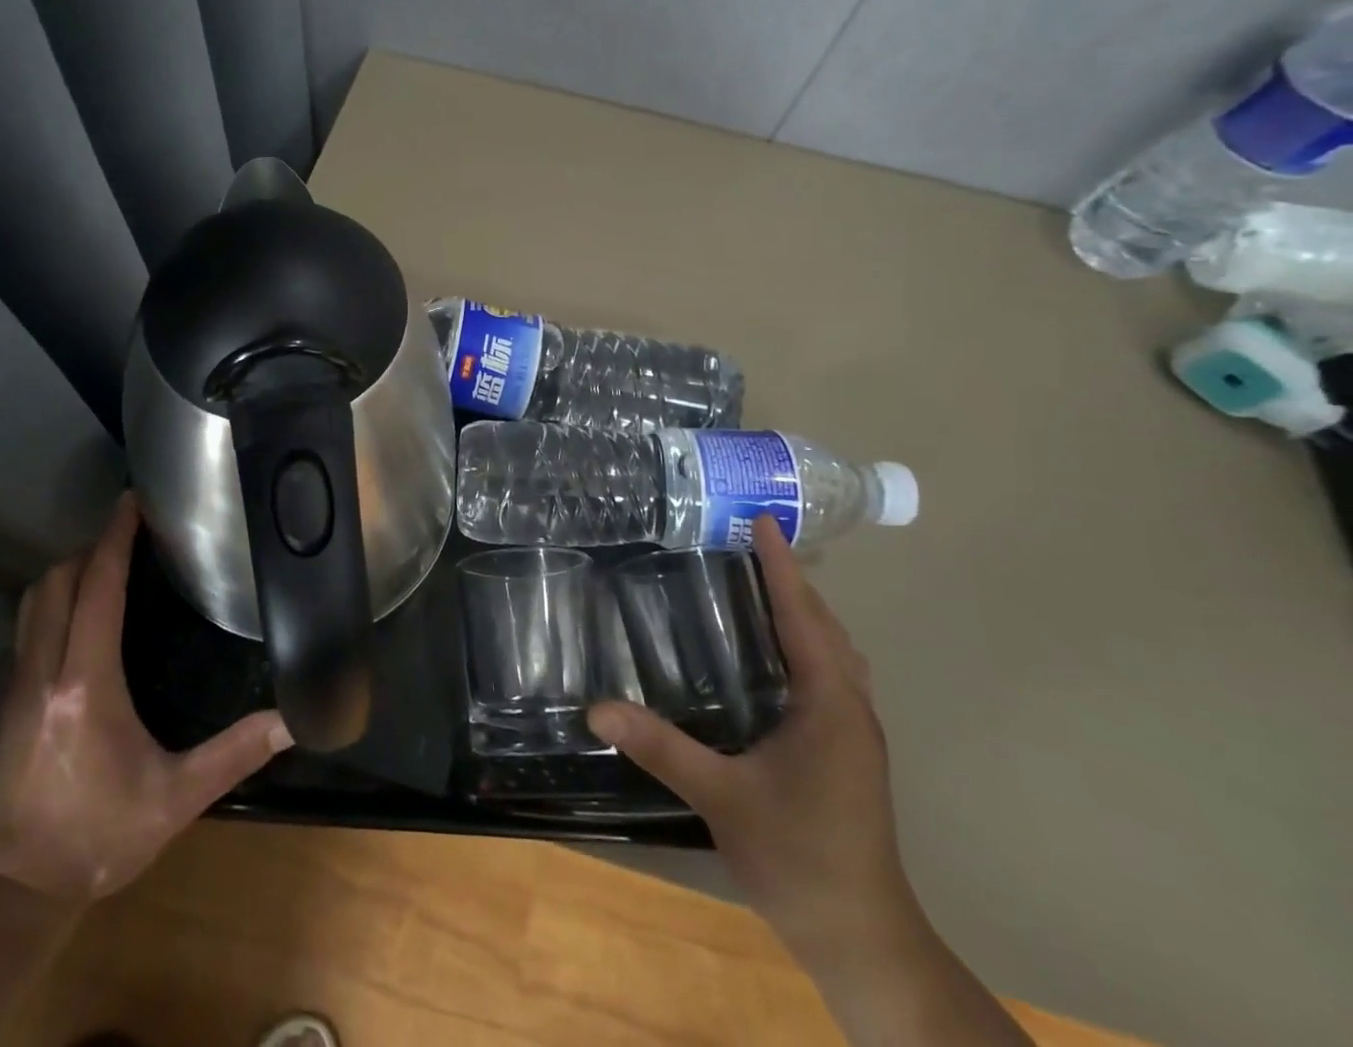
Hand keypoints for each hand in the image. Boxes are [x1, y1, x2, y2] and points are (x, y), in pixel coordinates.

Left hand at [0, 493, 291, 903]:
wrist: (25, 886)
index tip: (133, 503)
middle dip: (92, 546)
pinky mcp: (6, 700)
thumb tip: (293, 720)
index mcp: (87, 685)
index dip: (114, 540)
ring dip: (69, 570)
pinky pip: (26, 625)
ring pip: (33, 600)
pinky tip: (82, 612)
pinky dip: (53, 599)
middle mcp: (45, 673)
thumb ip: (236, 752)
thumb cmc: (105, 835)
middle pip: (57, 581)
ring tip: (109, 563)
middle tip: (132, 534)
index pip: (97, 590)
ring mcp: (17, 685)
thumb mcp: (178, 796)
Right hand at [588, 516, 919, 966]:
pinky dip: (809, 644)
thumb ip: (660, 747)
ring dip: (805, 612)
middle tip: (749, 545)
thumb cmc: (799, 858)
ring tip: (762, 586)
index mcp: (828, 704)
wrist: (864, 940)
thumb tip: (597, 709)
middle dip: (792, 580)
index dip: (781, 566)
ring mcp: (856, 732)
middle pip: (825, 626)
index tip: (762, 521)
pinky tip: (776, 655)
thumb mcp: (721, 797)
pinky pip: (832, 674)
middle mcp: (850, 708)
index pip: (802, 616)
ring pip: (835, 652)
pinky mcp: (850, 752)